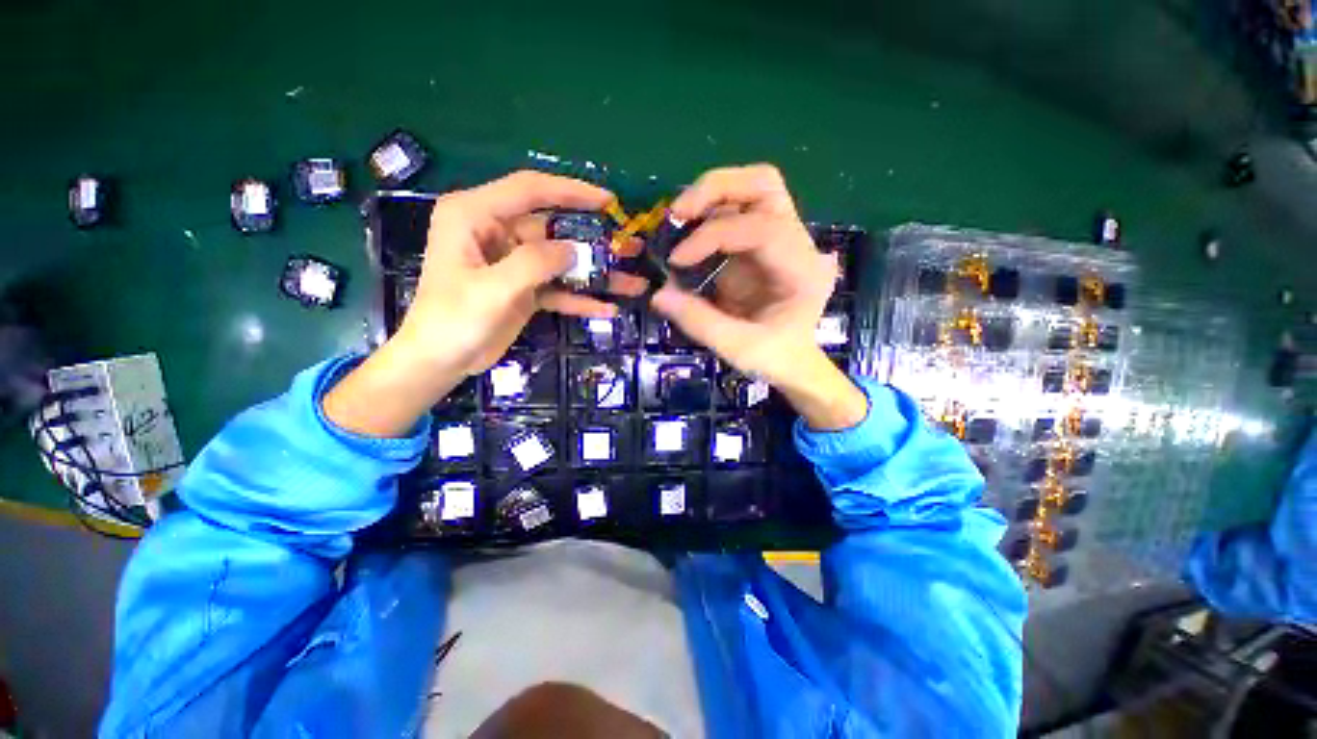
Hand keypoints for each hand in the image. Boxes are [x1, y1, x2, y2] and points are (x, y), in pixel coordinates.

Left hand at [325, 171, 633, 436]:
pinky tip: (607, 309)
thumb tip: (574, 250)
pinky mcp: (523, 287)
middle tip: (630, 246)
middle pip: (554, 228)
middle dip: (594, 240)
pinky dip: (580, 298)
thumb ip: (535, 263)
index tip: (608, 201)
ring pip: (561, 260)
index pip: (530, 190)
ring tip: (633, 283)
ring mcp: (513, 262)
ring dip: (595, 274)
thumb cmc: (454, 320)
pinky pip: (557, 288)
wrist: (440, 361)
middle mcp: (496, 232)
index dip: (571, 191)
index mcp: (476, 215)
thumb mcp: (493, 289)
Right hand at [651, 164, 866, 429]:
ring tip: (678, 219)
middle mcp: (798, 242)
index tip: (677, 260)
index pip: (761, 227)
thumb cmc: (773, 357)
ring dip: (710, 195)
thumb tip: (658, 293)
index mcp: (802, 269)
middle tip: (677, 213)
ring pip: (751, 187)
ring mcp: (781, 237)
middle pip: (764, 184)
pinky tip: (687, 232)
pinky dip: (708, 212)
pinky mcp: (761, 241)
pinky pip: (736, 209)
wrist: (792, 360)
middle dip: (716, 189)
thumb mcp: (737, 348)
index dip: (712, 236)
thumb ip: (699, 321)